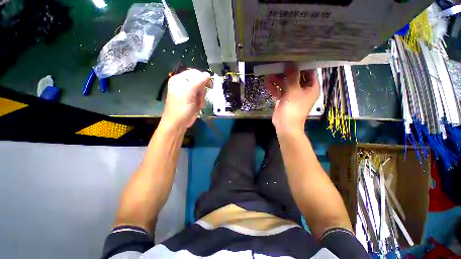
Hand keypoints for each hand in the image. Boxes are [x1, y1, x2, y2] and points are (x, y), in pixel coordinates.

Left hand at [162, 69, 210, 128]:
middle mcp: (184, 84)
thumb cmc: (181, 108)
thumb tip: (207, 74)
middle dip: (201, 91)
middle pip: (199, 82)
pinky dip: (201, 102)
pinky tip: (197, 107)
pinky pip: (201, 97)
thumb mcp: (189, 93)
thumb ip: (198, 82)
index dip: (203, 78)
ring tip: (197, 104)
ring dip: (201, 98)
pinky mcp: (192, 99)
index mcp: (179, 79)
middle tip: (198, 97)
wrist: (178, 123)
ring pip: (202, 90)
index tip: (209, 85)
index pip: (194, 73)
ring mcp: (189, 93)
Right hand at [265, 63, 319, 133]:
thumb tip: (291, 63)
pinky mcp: (283, 99)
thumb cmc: (293, 108)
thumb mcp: (294, 90)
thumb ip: (293, 76)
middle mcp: (302, 90)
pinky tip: (267, 82)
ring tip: (270, 73)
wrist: (285, 125)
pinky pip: (279, 91)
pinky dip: (274, 87)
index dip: (302, 65)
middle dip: (287, 72)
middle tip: (279, 64)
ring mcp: (292, 95)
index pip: (309, 72)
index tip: (293, 57)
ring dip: (278, 79)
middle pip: (296, 77)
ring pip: (286, 84)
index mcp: (311, 88)